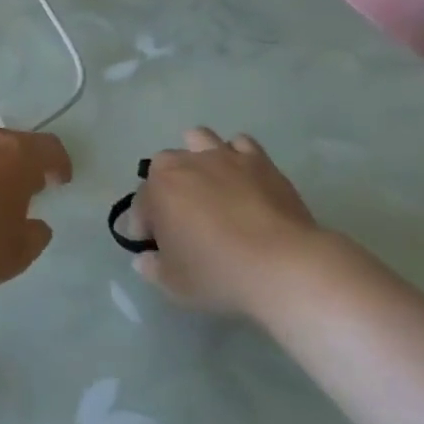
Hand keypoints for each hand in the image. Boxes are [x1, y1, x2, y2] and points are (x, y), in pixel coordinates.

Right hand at [133, 128, 339, 317]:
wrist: (284, 265)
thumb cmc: (219, 273)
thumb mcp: (173, 284)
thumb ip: (152, 267)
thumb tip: (145, 258)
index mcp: (158, 190)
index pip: (140, 205)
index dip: (142, 228)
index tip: (152, 248)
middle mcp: (186, 164)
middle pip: (163, 167)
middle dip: (164, 188)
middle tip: (179, 219)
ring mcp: (224, 157)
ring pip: (198, 139)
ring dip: (195, 157)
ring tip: (206, 185)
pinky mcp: (259, 161)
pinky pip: (240, 144)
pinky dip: (235, 156)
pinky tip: (240, 179)